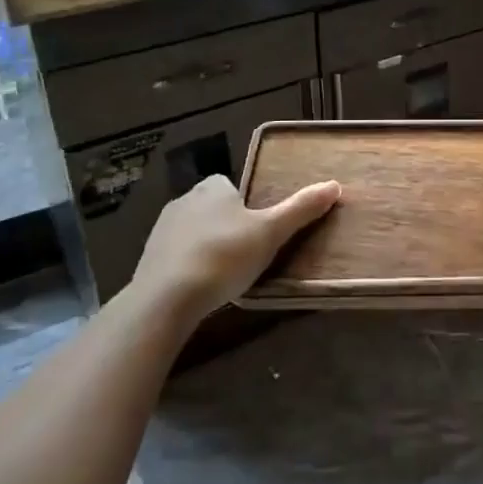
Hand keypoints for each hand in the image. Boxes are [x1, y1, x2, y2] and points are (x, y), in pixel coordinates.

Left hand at [121, 174, 339, 335]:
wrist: (166, 298)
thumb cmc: (225, 256)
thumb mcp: (271, 232)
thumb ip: (301, 209)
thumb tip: (335, 185)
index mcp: (213, 188)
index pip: (230, 185)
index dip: (245, 204)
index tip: (258, 228)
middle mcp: (183, 201)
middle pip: (212, 207)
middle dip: (226, 224)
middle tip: (247, 252)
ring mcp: (161, 230)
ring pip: (192, 231)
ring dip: (206, 245)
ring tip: (225, 273)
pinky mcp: (147, 258)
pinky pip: (175, 255)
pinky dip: (188, 266)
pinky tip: (200, 286)